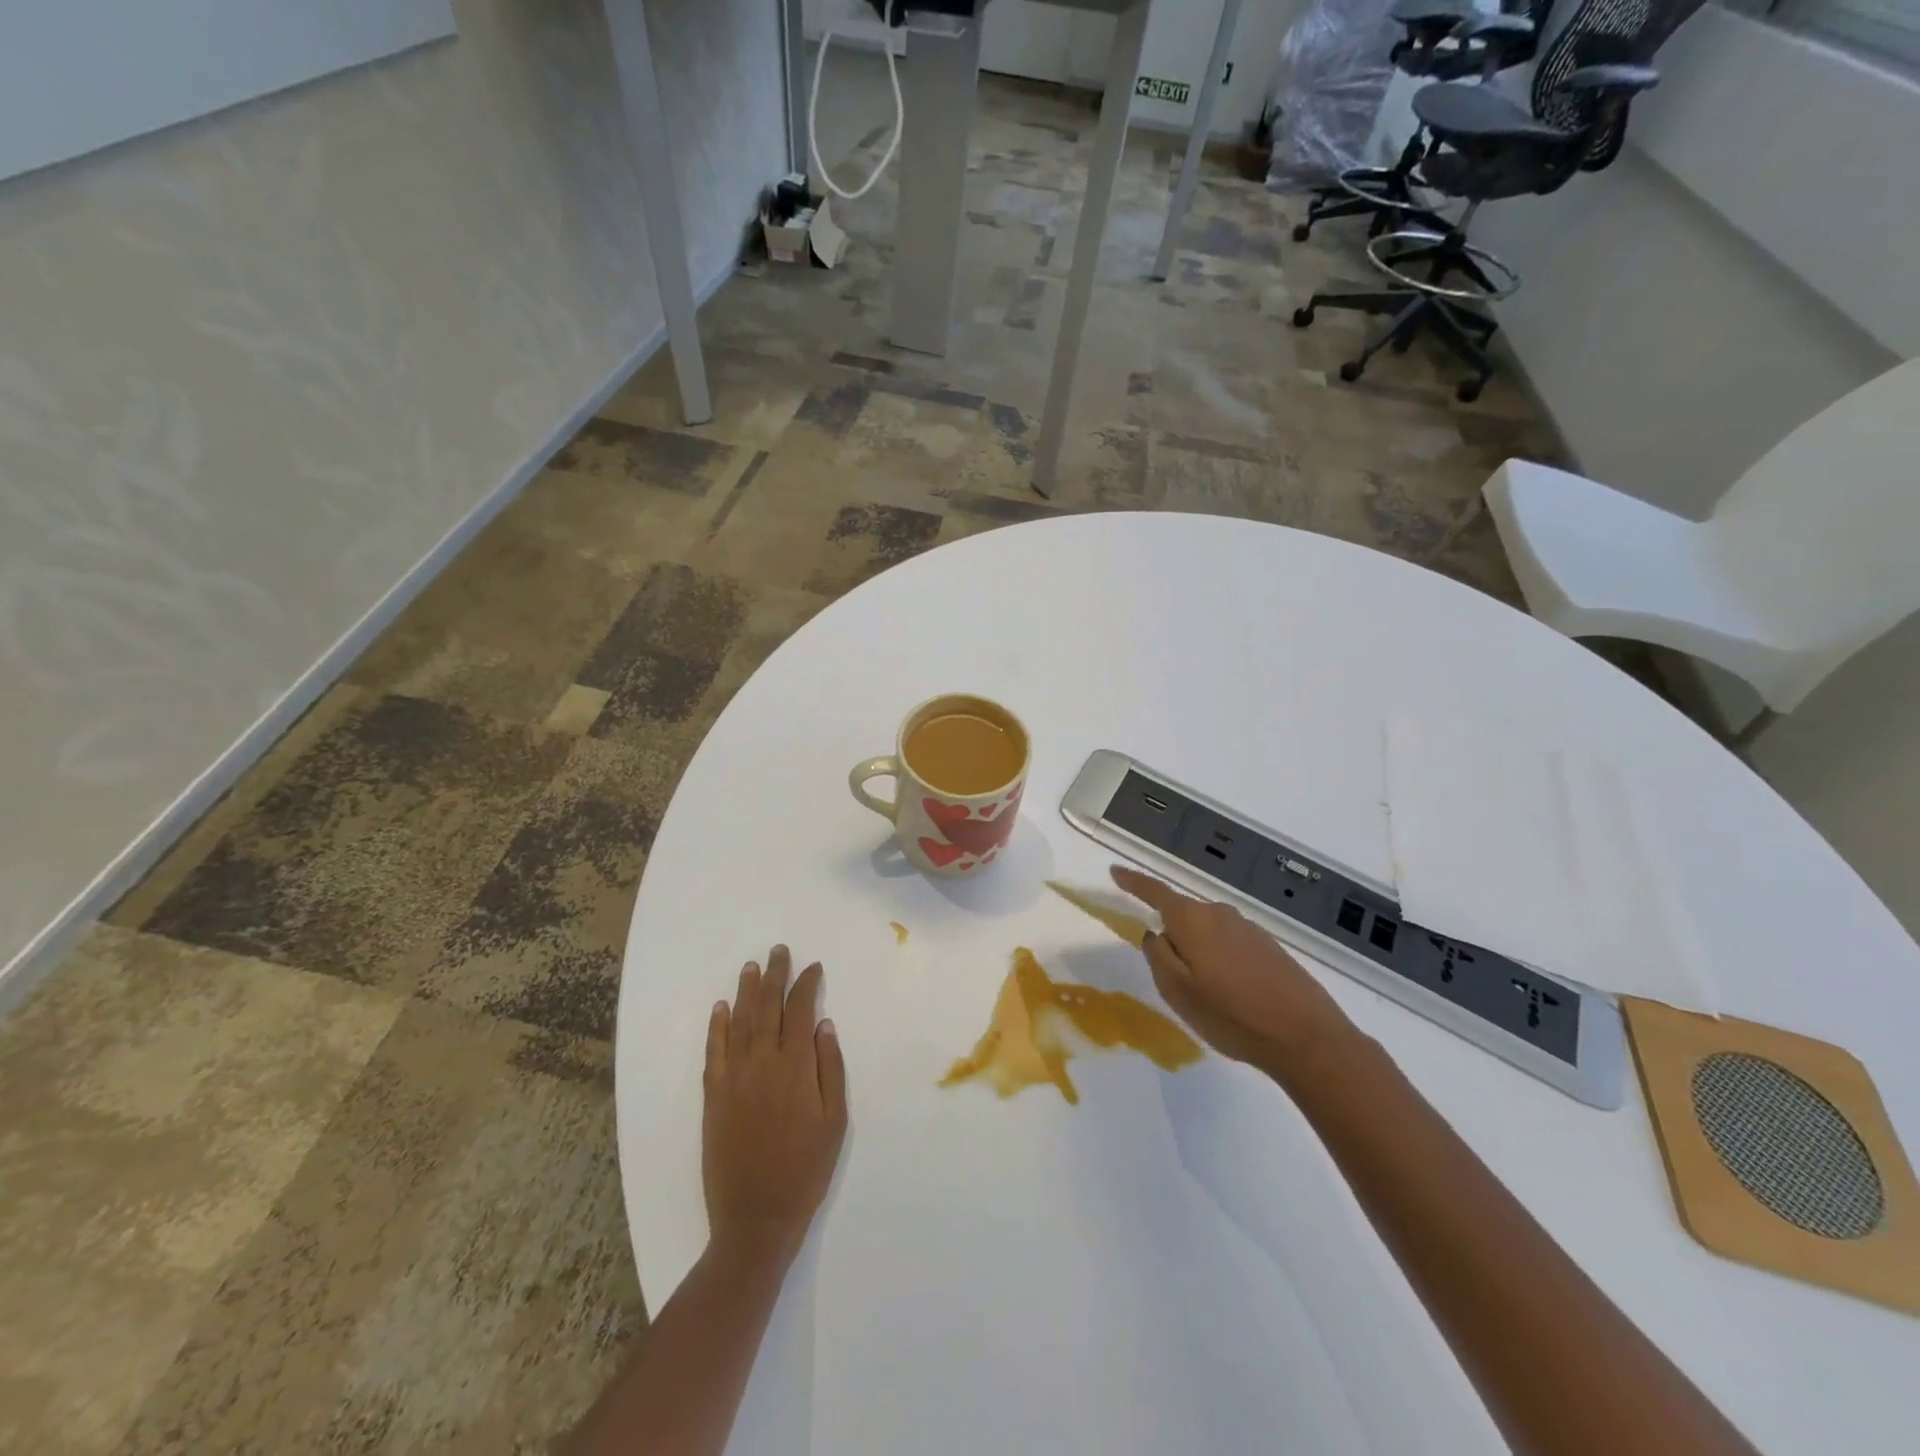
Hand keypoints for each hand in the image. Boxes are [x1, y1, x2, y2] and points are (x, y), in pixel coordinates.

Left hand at [703, 947, 848, 1265]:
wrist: (756, 1218)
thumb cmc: (806, 1170)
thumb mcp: (835, 1121)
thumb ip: (830, 1069)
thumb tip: (823, 1025)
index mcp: (796, 1067)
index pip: (800, 1010)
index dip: (806, 984)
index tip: (813, 967)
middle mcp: (762, 1063)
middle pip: (767, 1007)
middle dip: (775, 975)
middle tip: (778, 950)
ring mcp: (733, 1078)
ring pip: (739, 1022)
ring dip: (746, 991)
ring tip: (751, 966)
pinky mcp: (713, 1096)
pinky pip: (714, 1051)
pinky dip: (717, 1026)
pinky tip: (721, 1008)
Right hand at [1111, 865, 1356, 1079]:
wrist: (1306, 1037)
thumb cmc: (1232, 1014)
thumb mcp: (1178, 991)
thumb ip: (1157, 956)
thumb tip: (1155, 933)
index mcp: (1192, 920)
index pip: (1155, 892)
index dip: (1133, 882)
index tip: (1114, 871)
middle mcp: (1220, 914)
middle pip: (1182, 915)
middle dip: (1171, 936)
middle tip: (1170, 977)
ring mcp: (1248, 929)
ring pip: (1207, 932)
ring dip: (1197, 953)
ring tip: (1205, 994)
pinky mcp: (1268, 947)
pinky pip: (1229, 944)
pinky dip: (1220, 961)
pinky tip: (1231, 994)